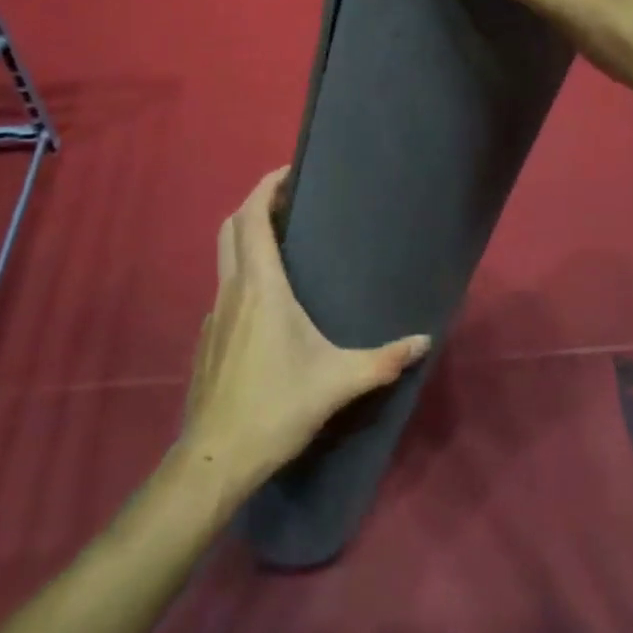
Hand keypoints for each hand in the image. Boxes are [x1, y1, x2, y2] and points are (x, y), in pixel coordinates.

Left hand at [179, 168, 430, 491]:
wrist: (214, 460)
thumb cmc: (276, 407)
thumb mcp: (338, 382)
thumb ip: (384, 360)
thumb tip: (424, 340)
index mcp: (261, 287)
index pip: (253, 217)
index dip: (266, 186)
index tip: (290, 172)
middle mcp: (233, 289)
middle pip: (232, 226)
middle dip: (256, 204)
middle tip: (289, 202)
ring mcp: (214, 313)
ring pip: (225, 255)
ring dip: (248, 237)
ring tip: (283, 243)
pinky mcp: (207, 337)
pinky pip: (224, 287)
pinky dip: (242, 272)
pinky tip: (267, 302)